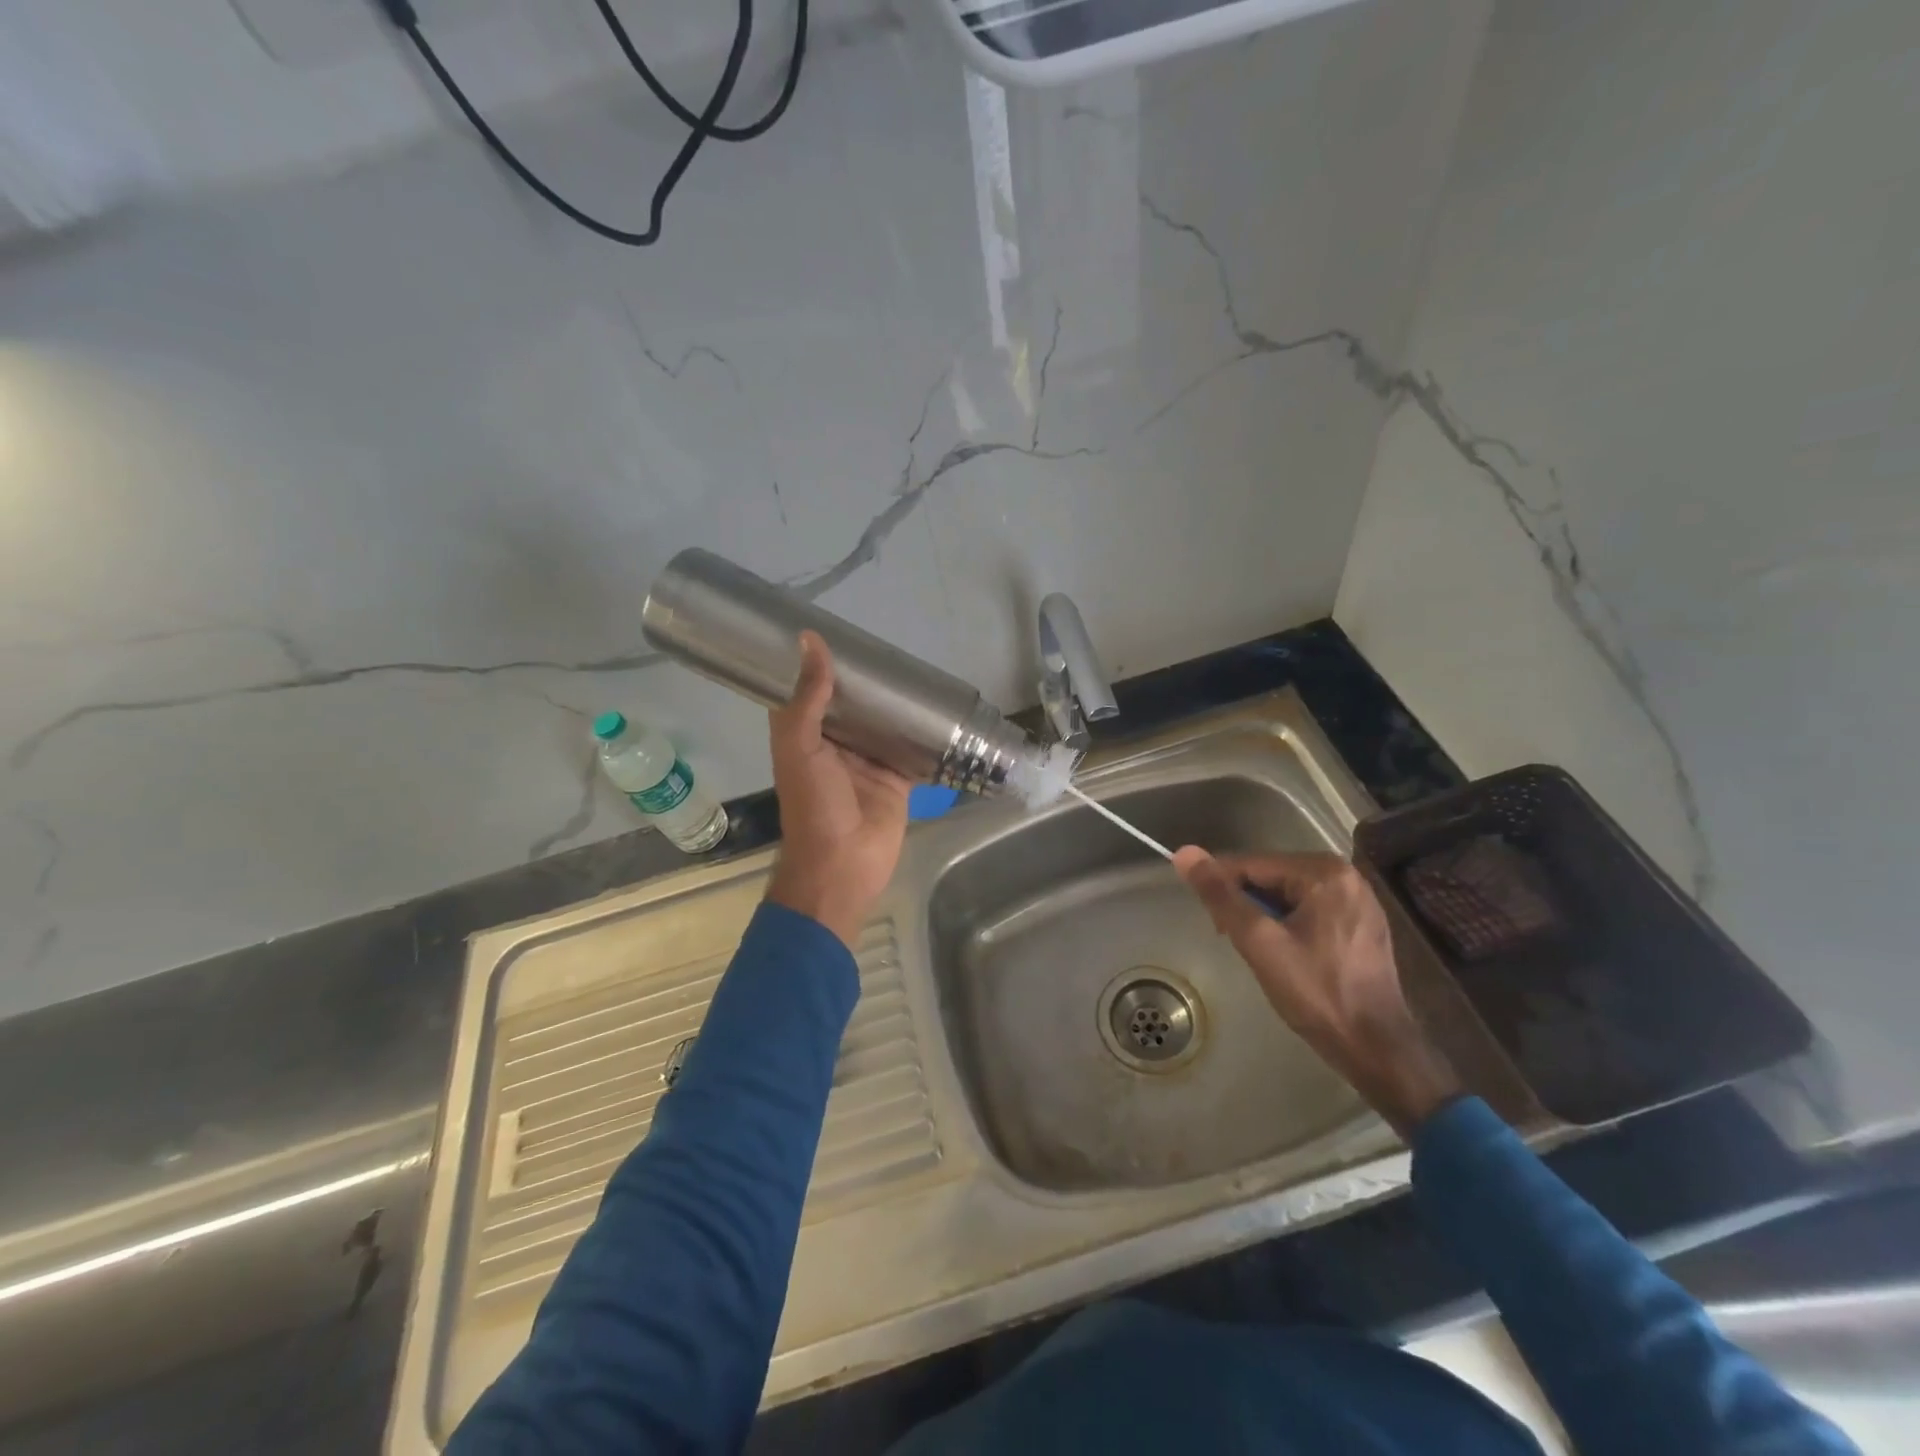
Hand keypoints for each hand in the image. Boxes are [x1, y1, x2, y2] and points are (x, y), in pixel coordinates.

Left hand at [765, 632, 912, 947]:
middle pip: (853, 705)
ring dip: (896, 705)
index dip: (820, 665)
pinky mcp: (898, 779)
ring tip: (918, 669)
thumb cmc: (814, 805)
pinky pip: (913, 751)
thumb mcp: (800, 748)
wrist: (843, 866)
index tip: (837, 631)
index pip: (810, 691)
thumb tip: (810, 641)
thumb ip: (807, 698)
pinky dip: (924, 735)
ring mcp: (869, 762)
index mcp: (806, 736)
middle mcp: (836, 745)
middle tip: (891, 646)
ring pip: (884, 725)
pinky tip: (941, 711)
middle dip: (868, 681)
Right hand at [1172, 847, 1462, 1136]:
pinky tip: (1281, 952)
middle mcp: (1346, 874)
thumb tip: (1185, 853)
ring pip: (1287, 894)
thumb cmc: (1316, 993)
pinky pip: (1308, 909)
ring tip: (1255, 949)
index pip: (1252, 864)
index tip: (1209, 920)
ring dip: (1263, 915)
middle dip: (1244, 903)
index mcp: (1324, 871)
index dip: (1221, 887)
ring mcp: (1357, 899)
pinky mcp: (1361, 923)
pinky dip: (1286, 923)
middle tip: (1231, 939)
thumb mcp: (1259, 942)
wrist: (1376, 1049)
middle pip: (1271, 876)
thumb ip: (1221, 896)